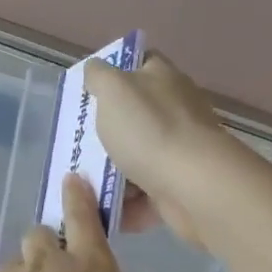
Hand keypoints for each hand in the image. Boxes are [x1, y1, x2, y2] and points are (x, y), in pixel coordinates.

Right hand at [84, 51, 234, 248]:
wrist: (195, 187)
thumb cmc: (149, 130)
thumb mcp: (113, 89)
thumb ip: (99, 75)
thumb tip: (96, 70)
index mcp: (162, 79)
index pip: (140, 63)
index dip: (114, 73)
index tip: (88, 92)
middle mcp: (175, 110)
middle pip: (134, 115)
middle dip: (105, 131)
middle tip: (76, 142)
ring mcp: (179, 150)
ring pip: (135, 157)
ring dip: (110, 172)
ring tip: (82, 183)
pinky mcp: (178, 186)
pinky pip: (143, 194)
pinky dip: (124, 203)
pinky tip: (101, 208)